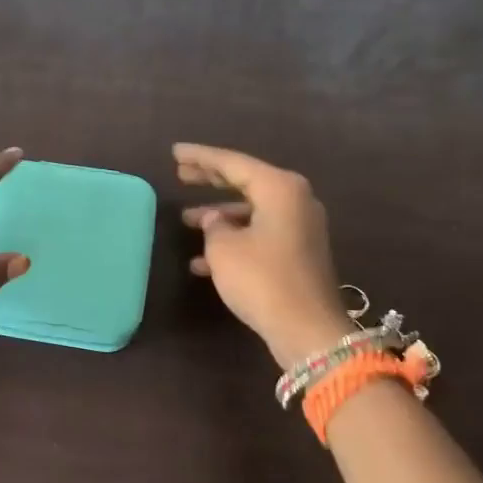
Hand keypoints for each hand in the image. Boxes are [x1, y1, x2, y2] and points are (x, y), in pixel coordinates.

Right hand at [176, 142, 350, 369]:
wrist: (307, 329)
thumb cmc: (262, 279)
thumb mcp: (224, 249)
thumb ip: (214, 226)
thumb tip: (215, 219)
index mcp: (280, 188)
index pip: (233, 163)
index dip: (201, 158)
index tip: (175, 153)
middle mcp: (294, 201)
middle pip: (245, 182)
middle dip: (211, 180)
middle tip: (181, 174)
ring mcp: (299, 228)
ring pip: (251, 211)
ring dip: (219, 216)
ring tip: (186, 220)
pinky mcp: (297, 254)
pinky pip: (259, 235)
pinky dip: (233, 241)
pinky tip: (202, 262)